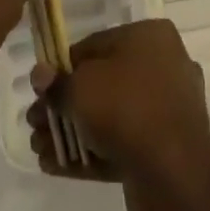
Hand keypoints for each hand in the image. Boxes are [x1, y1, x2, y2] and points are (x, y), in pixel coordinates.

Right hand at [28, 20, 209, 210]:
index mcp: (151, 37)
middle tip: (36, 123)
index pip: (97, 45)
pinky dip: (91, 152)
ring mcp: (167, 110)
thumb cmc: (126, 108)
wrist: (173, 173)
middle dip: (66, 105)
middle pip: (103, 83)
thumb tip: (40, 75)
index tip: (42, 89)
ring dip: (73, 131)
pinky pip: (122, 143)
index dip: (64, 66)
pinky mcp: (165, 148)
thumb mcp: (81, 87)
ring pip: (111, 116)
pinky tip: (56, 166)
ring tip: (40, 148)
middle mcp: (164, 66)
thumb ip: (57, 82)